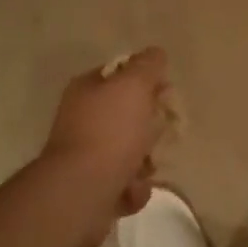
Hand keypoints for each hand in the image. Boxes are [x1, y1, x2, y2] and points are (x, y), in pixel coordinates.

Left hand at [37, 48, 170, 244]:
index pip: (121, 75)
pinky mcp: (91, 189)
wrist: (82, 193)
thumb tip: (156, 54)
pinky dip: (133, 189)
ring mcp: (84, 156)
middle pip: (128, 115)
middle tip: (162, 132)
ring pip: (129, 152)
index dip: (147, 81)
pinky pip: (124, 184)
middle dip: (150, 126)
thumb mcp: (134, 86)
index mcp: (86, 90)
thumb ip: (148, 65)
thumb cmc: (110, 132)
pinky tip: (132, 190)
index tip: (166, 93)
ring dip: (145, 161)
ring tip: (146, 168)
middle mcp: (81, 120)